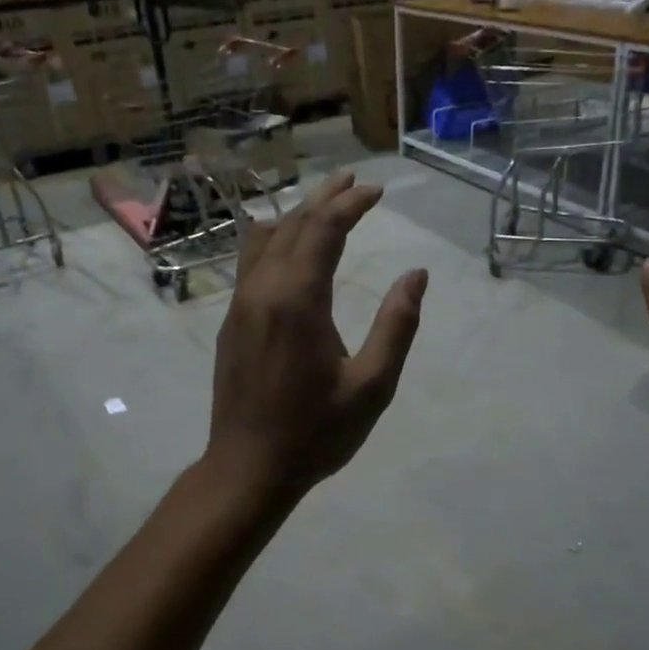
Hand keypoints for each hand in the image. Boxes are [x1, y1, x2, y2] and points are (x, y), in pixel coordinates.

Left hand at [207, 172, 428, 501]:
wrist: (248, 468)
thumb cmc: (316, 432)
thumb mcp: (372, 386)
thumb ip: (397, 326)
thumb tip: (416, 275)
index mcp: (297, 301)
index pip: (323, 231)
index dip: (351, 204)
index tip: (376, 191)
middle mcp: (262, 291)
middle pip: (292, 225)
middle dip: (324, 199)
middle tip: (352, 182)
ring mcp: (240, 305)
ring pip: (264, 240)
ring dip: (295, 216)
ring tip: (322, 203)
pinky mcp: (231, 322)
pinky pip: (250, 262)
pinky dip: (273, 239)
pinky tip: (284, 244)